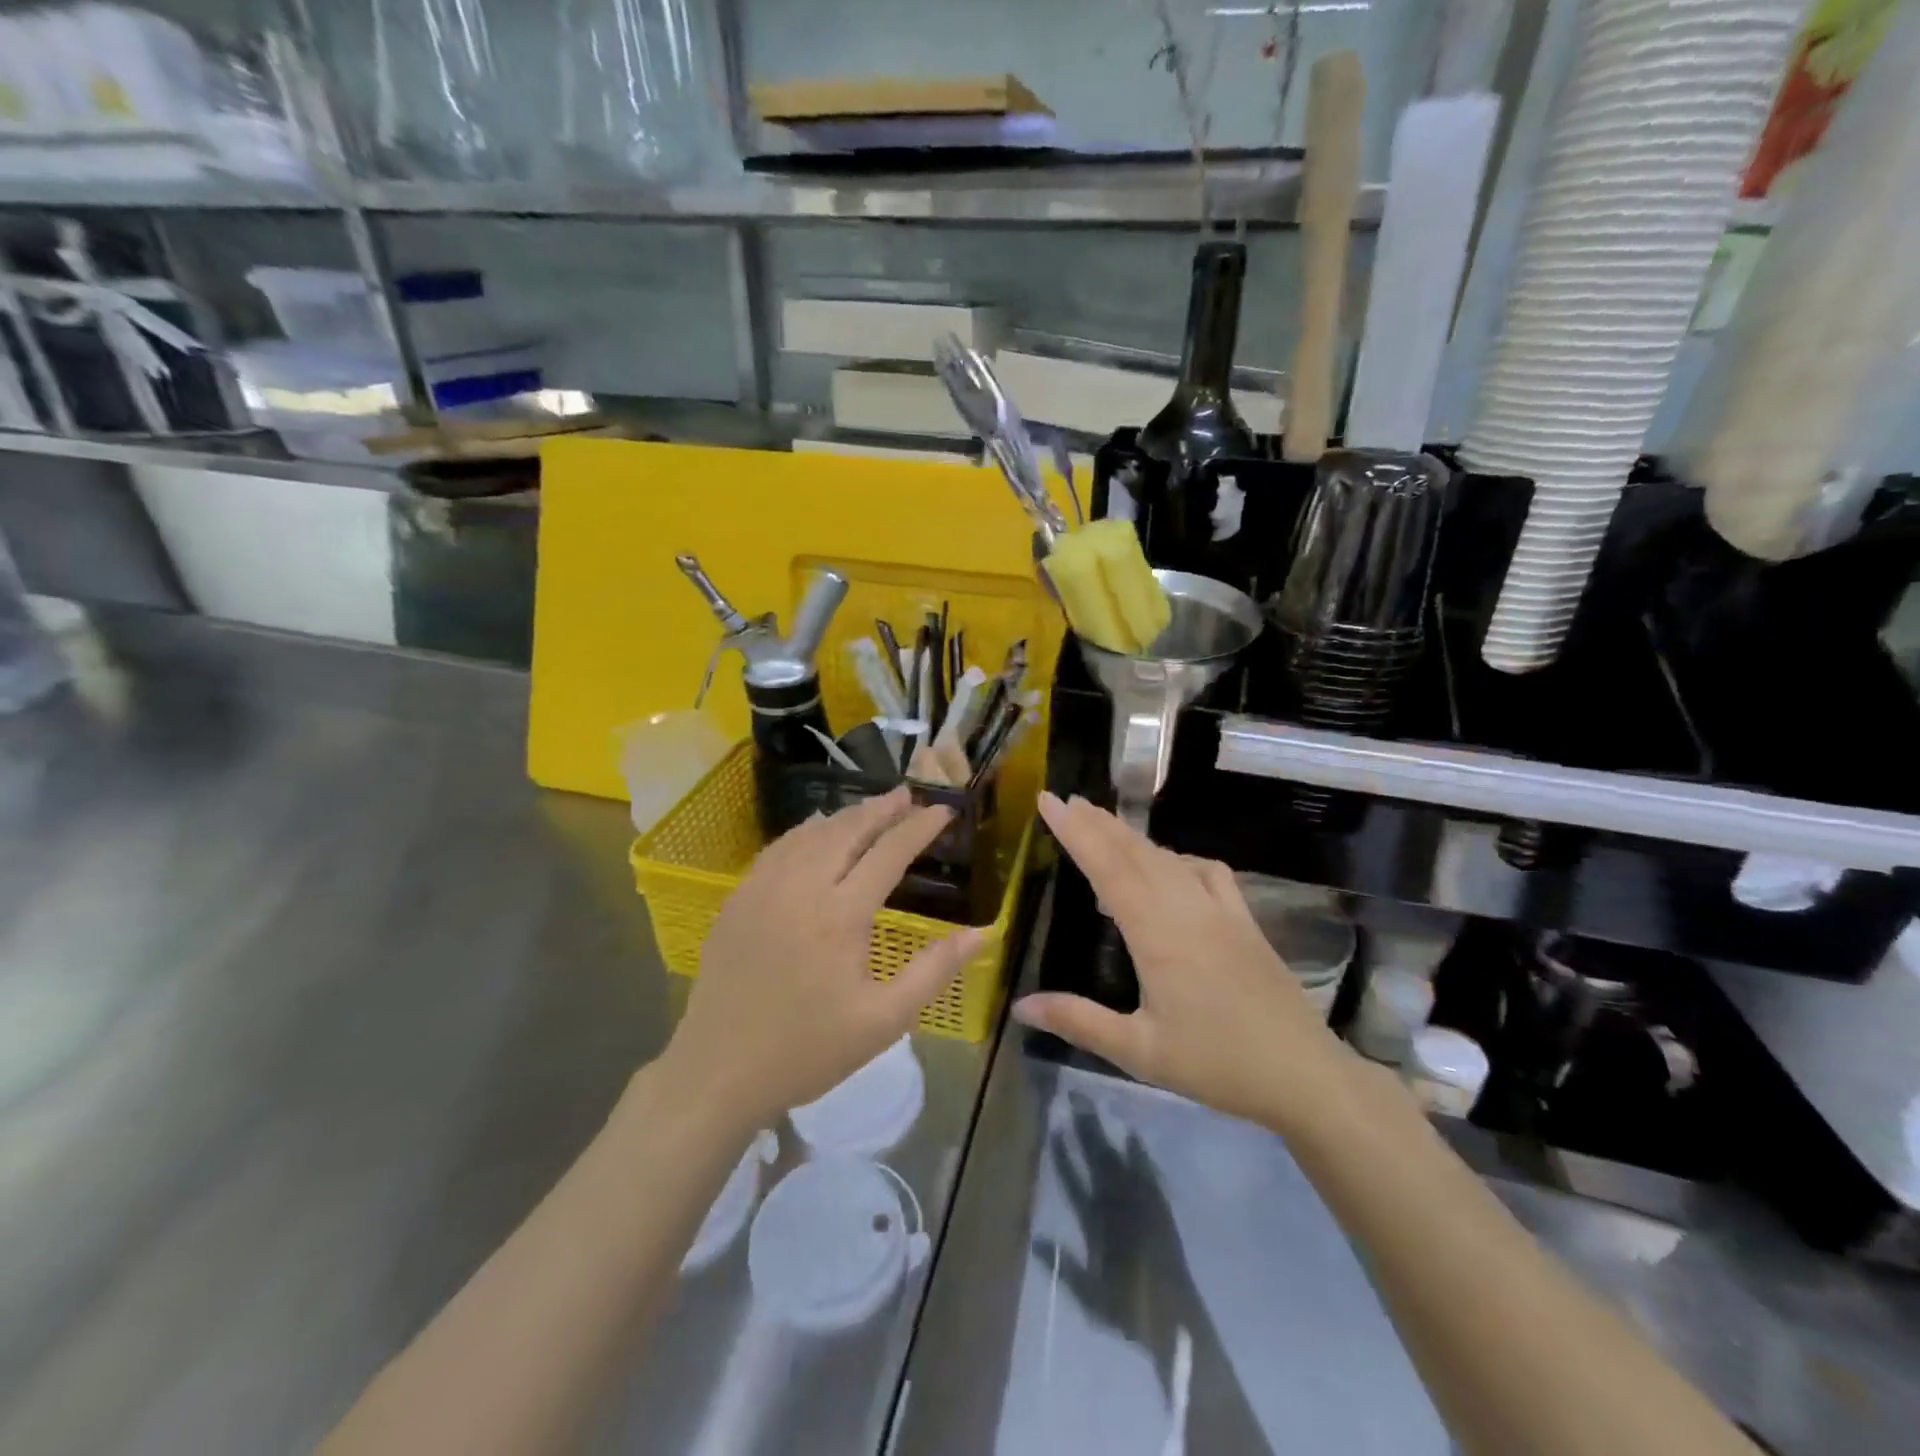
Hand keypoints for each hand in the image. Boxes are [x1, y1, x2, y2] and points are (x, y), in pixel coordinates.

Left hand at [661, 787, 981, 1133]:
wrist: (718, 1073)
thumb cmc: (808, 1050)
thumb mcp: (884, 1021)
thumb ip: (934, 970)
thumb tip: (982, 932)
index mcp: (840, 915)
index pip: (888, 853)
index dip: (919, 828)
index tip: (943, 811)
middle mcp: (801, 888)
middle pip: (847, 830)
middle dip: (882, 808)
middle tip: (909, 794)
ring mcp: (762, 889)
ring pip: (810, 834)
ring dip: (845, 815)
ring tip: (872, 808)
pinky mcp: (737, 900)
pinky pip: (778, 849)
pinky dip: (806, 831)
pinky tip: (816, 833)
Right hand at [1013, 793, 1346, 1133]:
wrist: (1304, 1074)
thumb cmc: (1216, 1064)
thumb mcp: (1139, 1051)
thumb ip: (1079, 1021)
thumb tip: (1021, 1007)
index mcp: (1156, 933)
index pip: (1106, 867)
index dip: (1074, 830)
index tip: (1049, 800)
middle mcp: (1186, 908)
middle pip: (1135, 851)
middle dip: (1097, 822)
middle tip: (1067, 800)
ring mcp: (1220, 910)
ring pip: (1168, 857)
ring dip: (1131, 836)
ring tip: (1103, 823)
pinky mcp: (1244, 920)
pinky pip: (1207, 872)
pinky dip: (1179, 858)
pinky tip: (1171, 865)